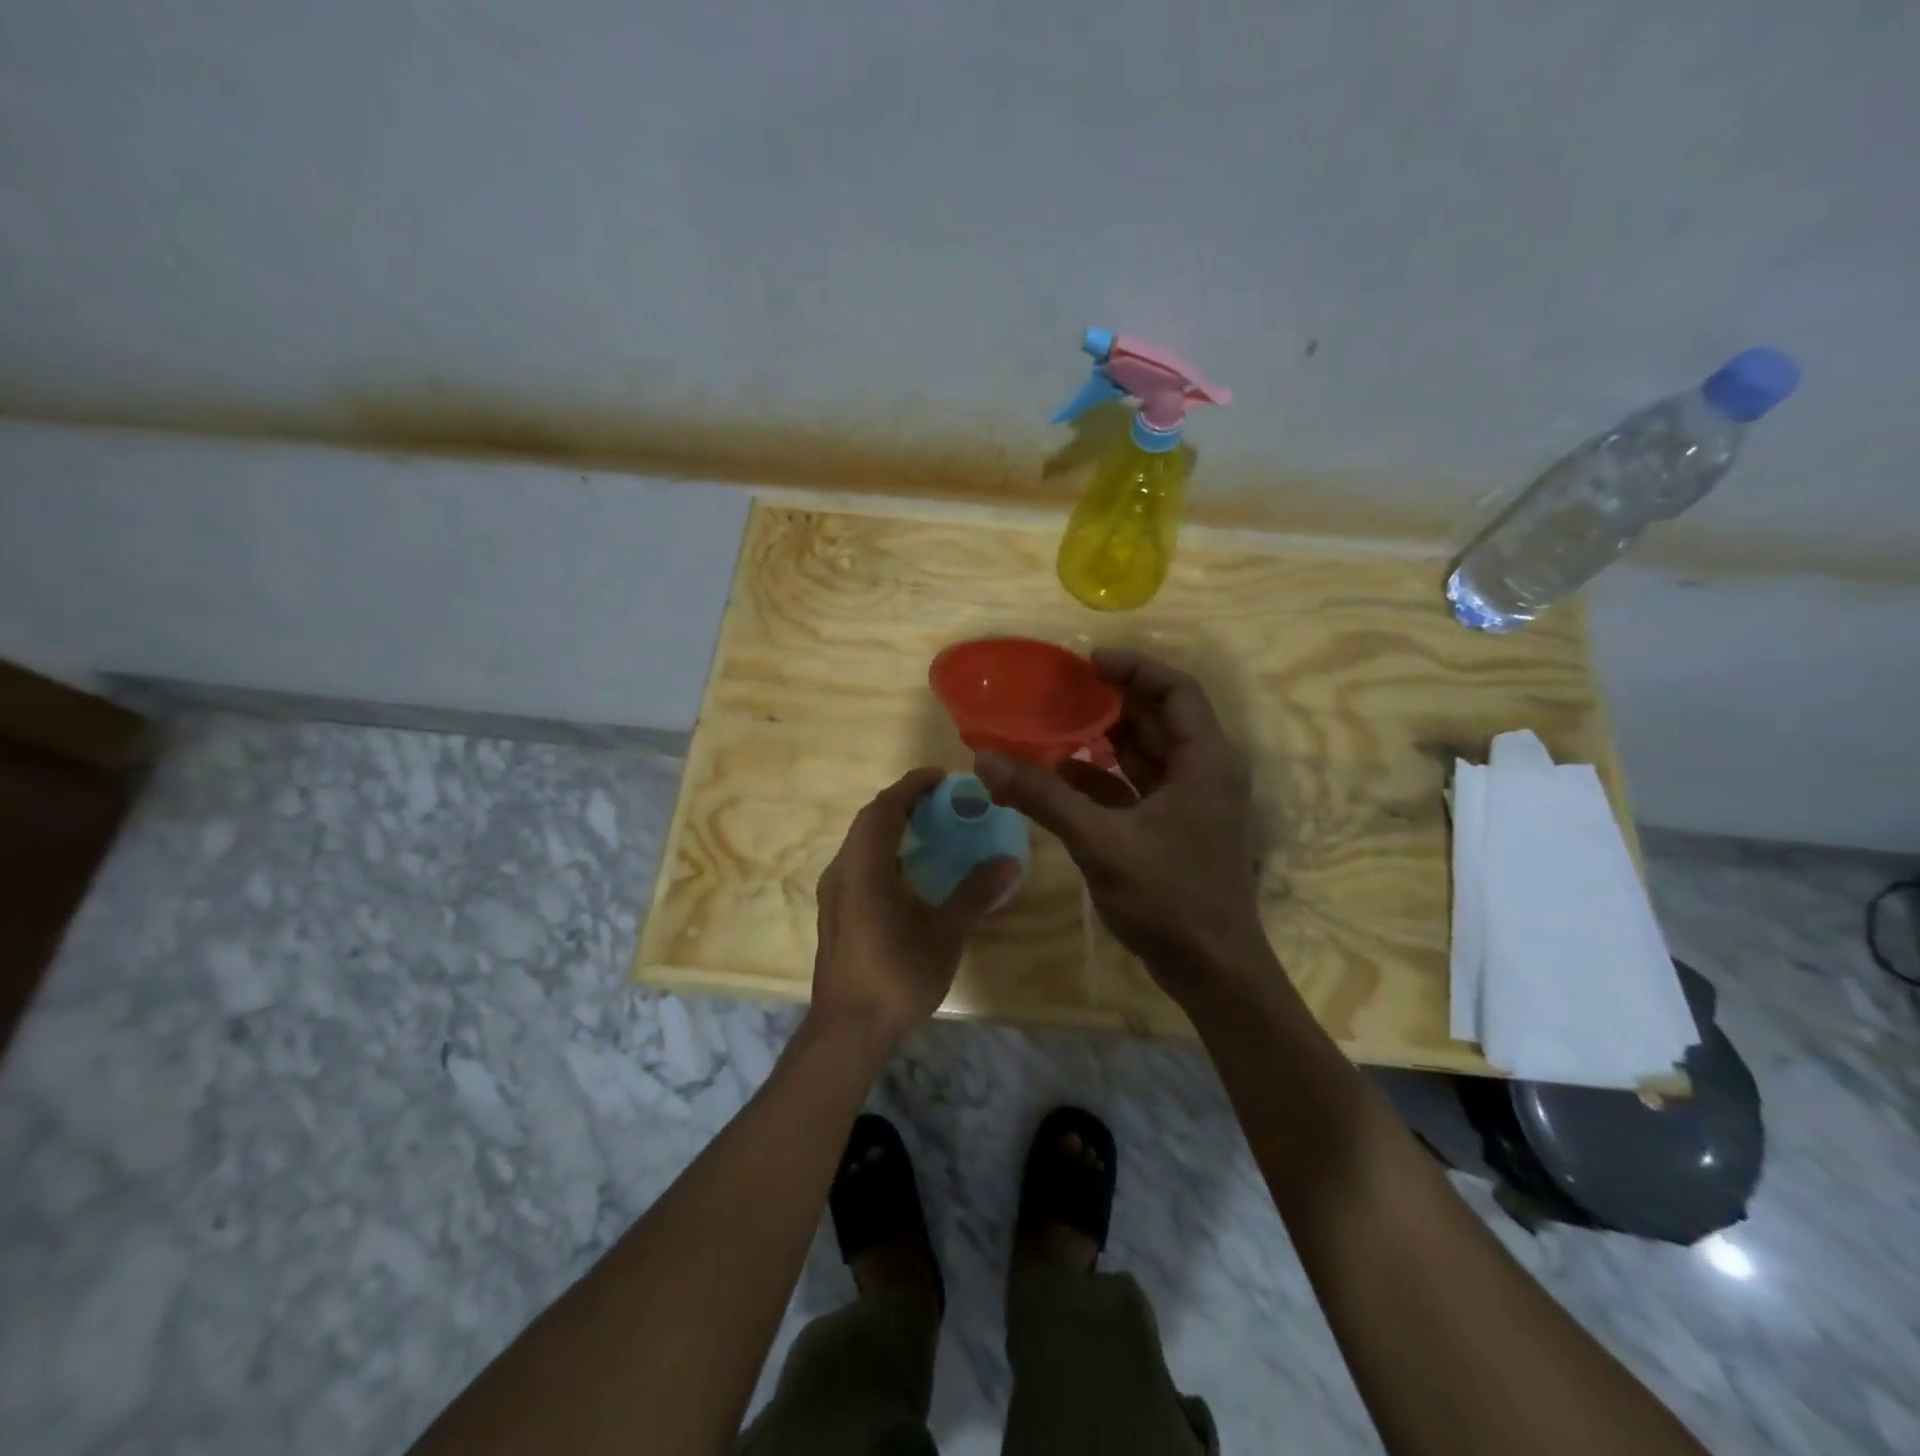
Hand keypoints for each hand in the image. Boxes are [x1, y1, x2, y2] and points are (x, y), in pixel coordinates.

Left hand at [808, 768, 1022, 1044]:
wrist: (848, 1028)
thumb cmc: (897, 977)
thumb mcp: (944, 934)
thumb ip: (975, 893)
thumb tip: (1010, 862)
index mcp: (865, 868)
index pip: (885, 808)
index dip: (912, 786)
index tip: (942, 778)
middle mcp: (842, 870)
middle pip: (870, 819)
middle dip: (904, 802)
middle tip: (942, 801)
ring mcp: (834, 890)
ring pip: (861, 840)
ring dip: (892, 825)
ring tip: (929, 828)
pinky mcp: (835, 909)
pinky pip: (858, 861)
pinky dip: (883, 850)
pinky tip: (909, 870)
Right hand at [975, 650, 1270, 1003]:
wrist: (1212, 970)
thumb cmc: (1169, 897)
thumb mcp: (1100, 842)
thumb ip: (1044, 797)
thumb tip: (986, 760)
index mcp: (1205, 760)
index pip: (1176, 690)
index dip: (1134, 668)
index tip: (1088, 662)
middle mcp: (1203, 772)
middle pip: (1157, 718)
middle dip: (1111, 700)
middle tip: (1060, 689)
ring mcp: (1189, 802)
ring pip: (1144, 753)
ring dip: (1103, 738)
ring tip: (1054, 723)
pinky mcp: (1172, 828)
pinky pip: (1134, 787)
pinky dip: (1102, 777)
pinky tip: (1060, 774)